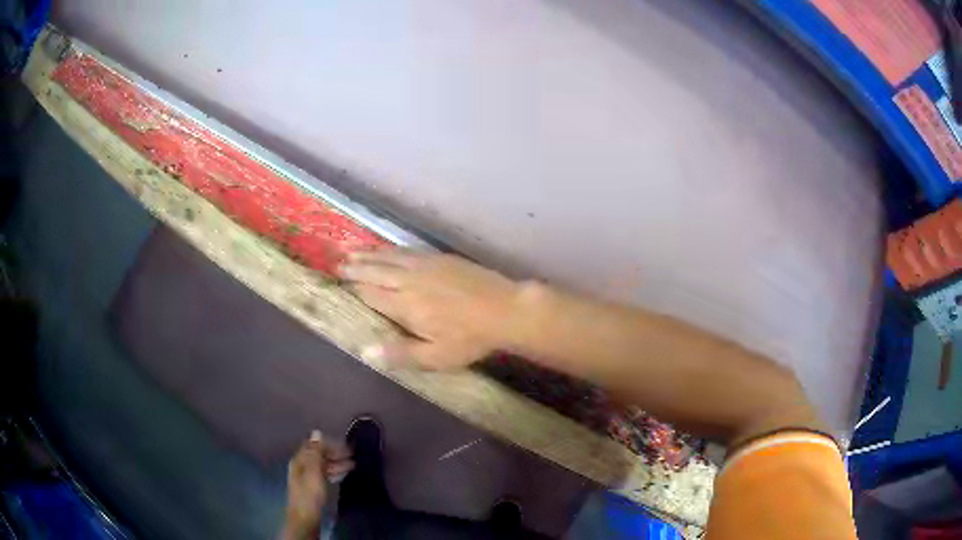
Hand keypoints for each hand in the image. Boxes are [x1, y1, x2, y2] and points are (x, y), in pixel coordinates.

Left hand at [280, 431, 353, 539]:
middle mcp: (302, 466)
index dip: (330, 444)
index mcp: (299, 460)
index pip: (314, 445)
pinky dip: (333, 472)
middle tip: (354, 455)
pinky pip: (324, 474)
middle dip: (335, 454)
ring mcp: (306, 477)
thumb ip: (315, 453)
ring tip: (353, 465)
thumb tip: (317, 432)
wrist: (305, 517)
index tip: (347, 446)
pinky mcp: (312, 487)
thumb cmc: (310, 494)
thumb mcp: (314, 472)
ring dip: (336, 463)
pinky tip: (342, 475)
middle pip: (319, 455)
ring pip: (323, 465)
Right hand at [338, 249, 522, 369]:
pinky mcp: (440, 258)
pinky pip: (408, 250)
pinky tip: (388, 249)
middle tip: (337, 263)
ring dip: (369, 254)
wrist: (505, 309)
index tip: (338, 284)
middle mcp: (409, 280)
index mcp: (405, 305)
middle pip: (375, 271)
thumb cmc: (470, 338)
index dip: (353, 289)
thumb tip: (364, 351)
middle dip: (355, 267)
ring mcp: (426, 265)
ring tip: (352, 252)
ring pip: (389, 257)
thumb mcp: (436, 357)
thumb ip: (400, 354)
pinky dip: (391, 249)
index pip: (370, 293)